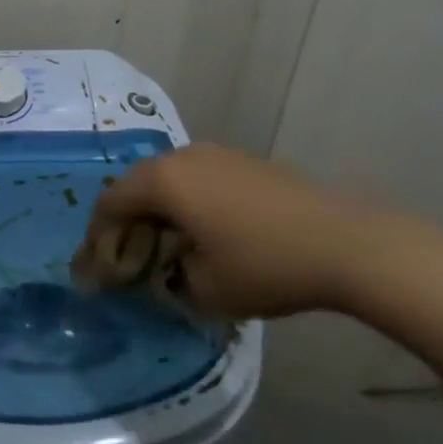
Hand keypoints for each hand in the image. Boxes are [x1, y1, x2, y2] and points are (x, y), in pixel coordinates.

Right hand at [72, 144, 432, 320]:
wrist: (346, 243)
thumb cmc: (264, 265)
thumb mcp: (203, 288)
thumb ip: (166, 279)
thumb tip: (161, 271)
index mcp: (163, 181)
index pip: (111, 202)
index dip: (98, 235)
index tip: (96, 266)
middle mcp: (182, 157)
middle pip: (137, 186)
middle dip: (127, 222)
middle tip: (128, 258)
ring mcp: (217, 154)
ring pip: (169, 180)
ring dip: (158, 211)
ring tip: (165, 246)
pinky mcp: (244, 162)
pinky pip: (198, 179)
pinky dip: (187, 203)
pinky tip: (204, 232)